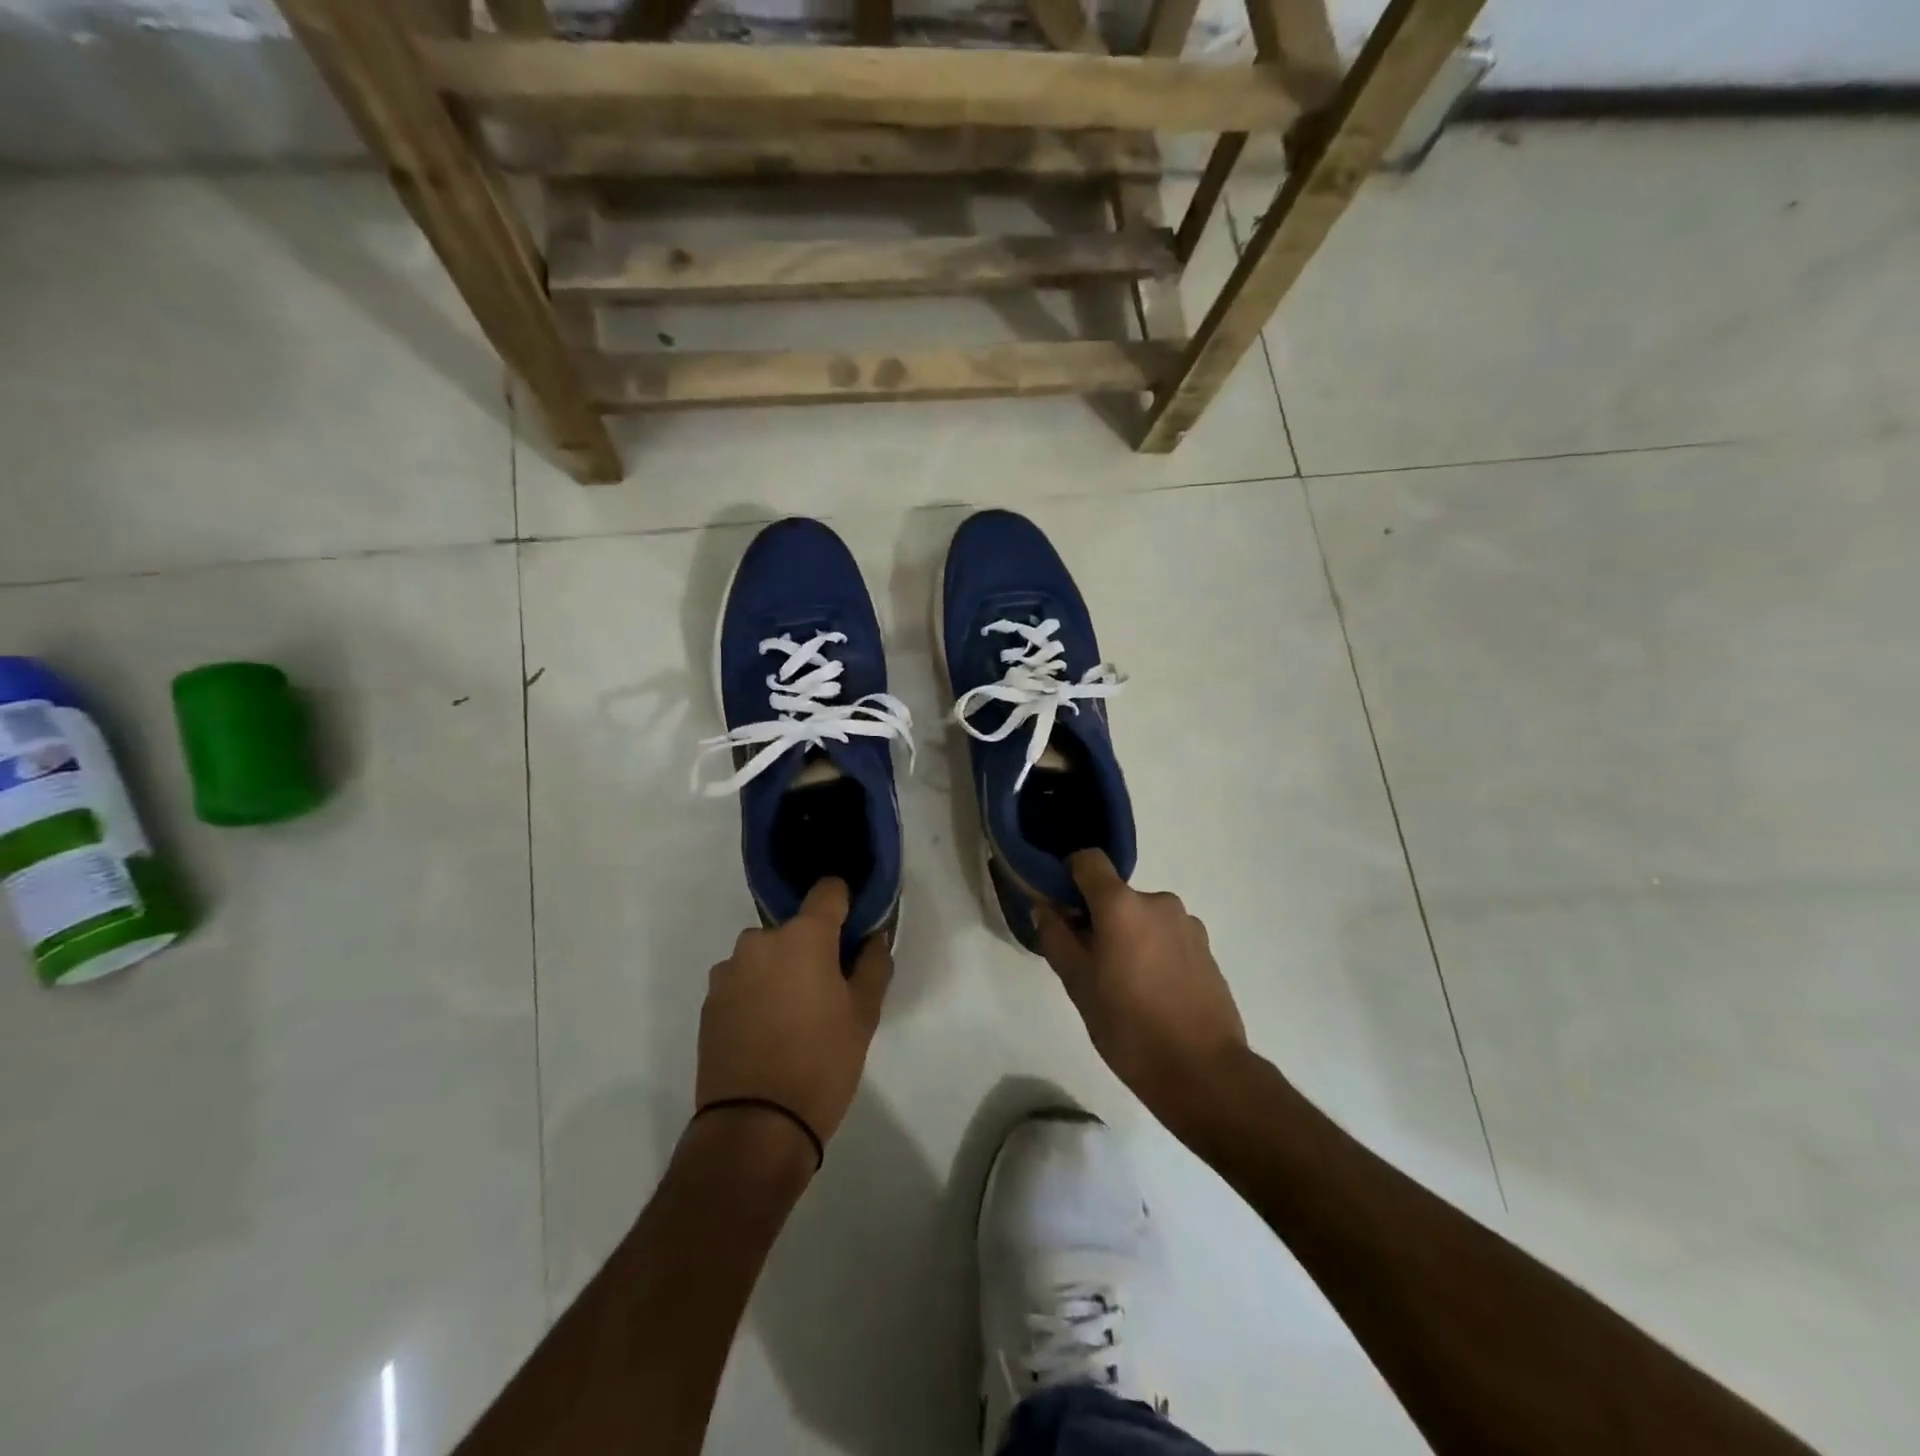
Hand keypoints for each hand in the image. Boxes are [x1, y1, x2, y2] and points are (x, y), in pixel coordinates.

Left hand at [695, 879, 892, 1150]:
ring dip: (780, 971)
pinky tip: (766, 1032)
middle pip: (794, 929)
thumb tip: (873, 939)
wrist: (754, 1127)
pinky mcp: (709, 1002)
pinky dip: (756, 994)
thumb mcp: (863, 1015)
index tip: (854, 927)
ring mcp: (729, 972)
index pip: (828, 891)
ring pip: (765, 956)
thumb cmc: (821, 1063)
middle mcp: (760, 942)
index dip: (844, 902)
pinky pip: (742, 981)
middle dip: (811, 948)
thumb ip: (873, 966)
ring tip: (793, 1016)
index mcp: (803, 936)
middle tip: (827, 989)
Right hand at [1035, 851, 1247, 1132]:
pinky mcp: (1206, 949)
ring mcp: (1187, 924)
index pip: (1088, 860)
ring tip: (1124, 985)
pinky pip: (1166, 936)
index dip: (1069, 875)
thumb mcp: (1078, 984)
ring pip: (1142, 917)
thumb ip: (1056, 937)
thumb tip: (1044, 906)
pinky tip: (1153, 993)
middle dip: (1098, 918)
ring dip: (1128, 936)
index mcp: (1122, 904)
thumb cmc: (1129, 1027)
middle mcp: (1158, 901)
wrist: (1204, 1072)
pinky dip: (1153, 951)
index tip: (1060, 908)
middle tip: (1089, 963)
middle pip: (1115, 894)